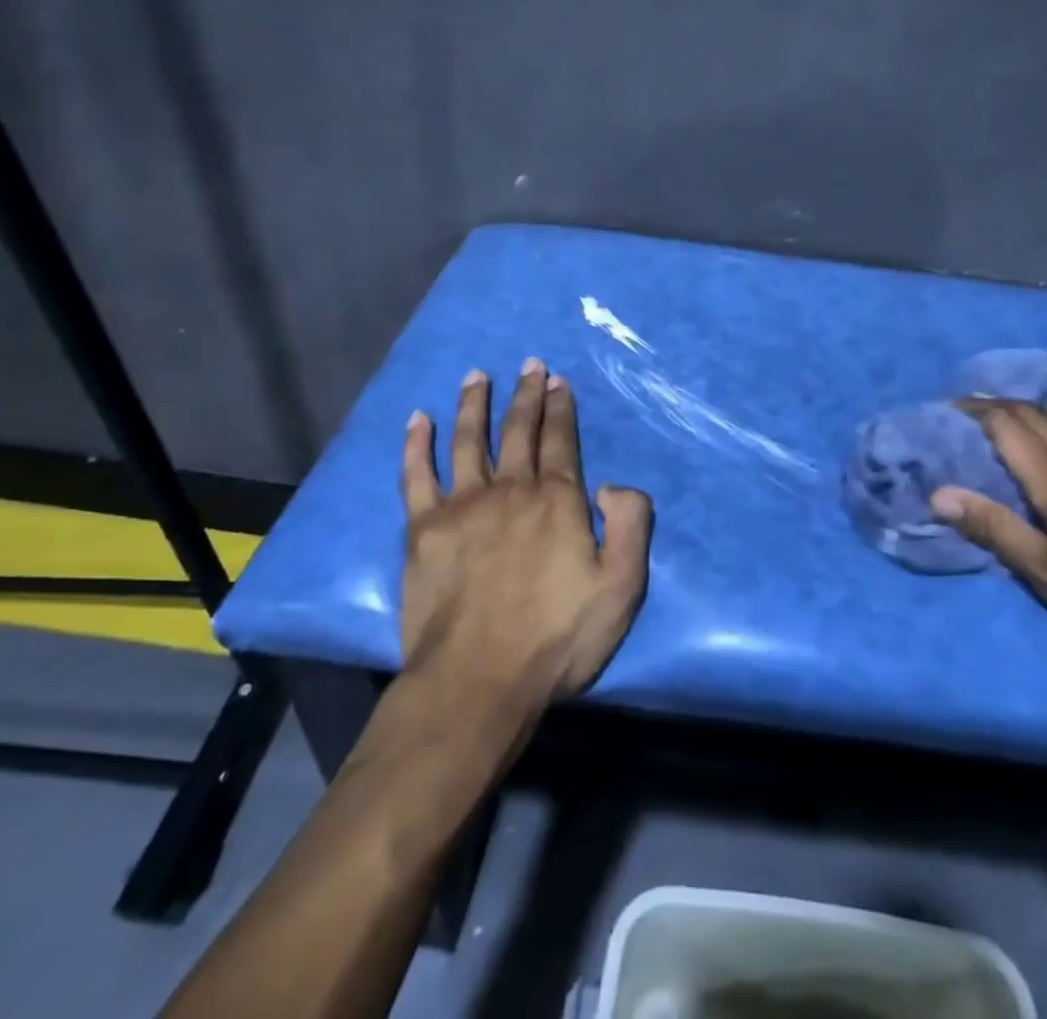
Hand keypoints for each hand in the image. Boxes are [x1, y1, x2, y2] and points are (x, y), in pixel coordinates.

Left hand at [400, 359, 652, 703]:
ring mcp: (462, 505)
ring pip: (467, 440)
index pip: (560, 440)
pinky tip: (416, 419)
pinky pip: (416, 475)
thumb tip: (612, 483)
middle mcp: (510, 490)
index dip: (560, 408)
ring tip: (477, 375)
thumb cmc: (555, 638)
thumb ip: (630, 525)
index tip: (557, 380)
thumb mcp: (621, 587)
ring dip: (473, 404)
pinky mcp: (423, 529)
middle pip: (517, 431)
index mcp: (557, 501)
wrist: (476, 682)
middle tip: (529, 364)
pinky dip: (415, 444)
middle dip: (525, 394)